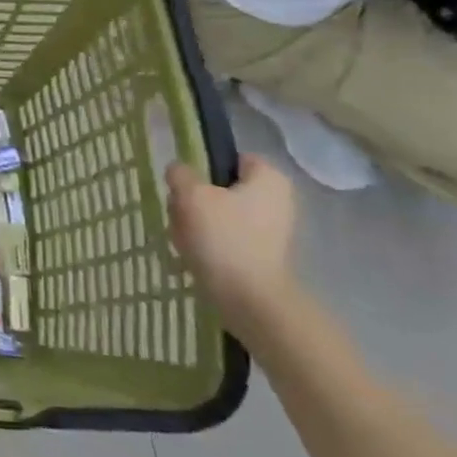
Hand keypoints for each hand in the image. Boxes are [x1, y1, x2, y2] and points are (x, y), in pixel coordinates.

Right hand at [166, 154, 301, 337]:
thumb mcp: (191, 195)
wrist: (249, 299)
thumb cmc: (224, 237)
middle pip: (221, 187)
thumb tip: (179, 170)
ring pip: (219, 214)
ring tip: (183, 238)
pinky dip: (208, 243)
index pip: (231, 157)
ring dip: (195, 222)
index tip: (186, 185)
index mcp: (269, 178)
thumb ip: (181, 174)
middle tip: (180, 213)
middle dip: (195, 199)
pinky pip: (226, 237)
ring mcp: (271, 229)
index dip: (204, 168)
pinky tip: (193, 254)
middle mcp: (276, 200)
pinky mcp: (261, 254)